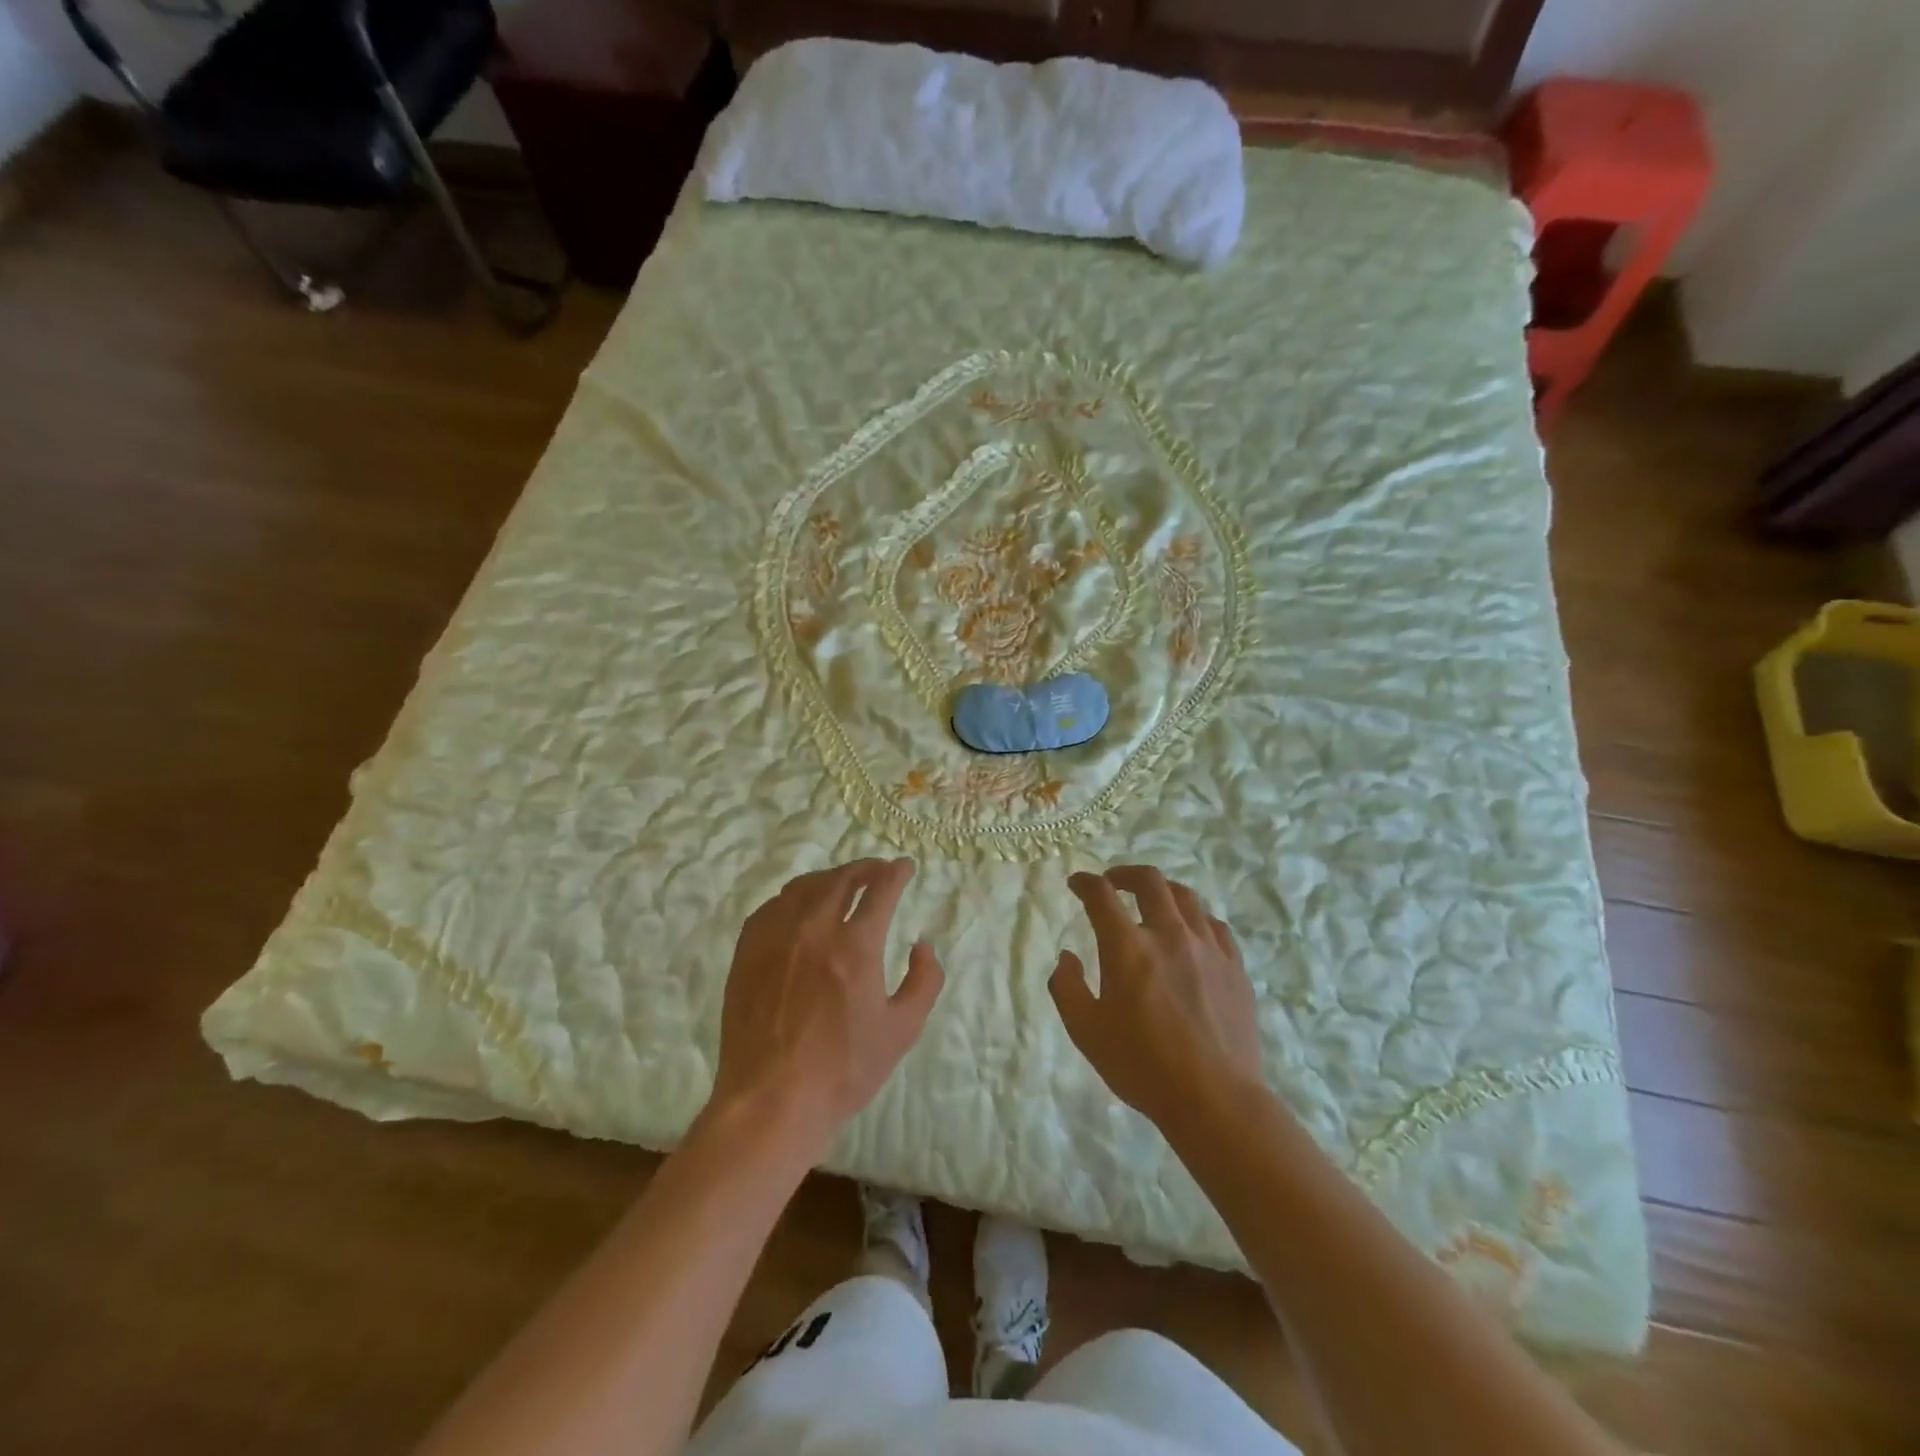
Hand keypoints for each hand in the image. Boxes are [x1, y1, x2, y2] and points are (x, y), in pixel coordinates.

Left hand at [711, 859, 944, 1149]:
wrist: (770, 1100)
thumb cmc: (843, 1069)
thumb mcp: (902, 1030)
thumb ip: (924, 981)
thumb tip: (922, 946)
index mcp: (856, 946)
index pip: (881, 889)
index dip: (897, 872)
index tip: (905, 868)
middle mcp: (815, 929)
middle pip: (841, 879)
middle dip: (865, 868)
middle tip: (877, 871)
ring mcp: (776, 938)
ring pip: (804, 887)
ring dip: (829, 879)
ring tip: (841, 885)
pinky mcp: (747, 952)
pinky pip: (772, 907)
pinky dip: (793, 898)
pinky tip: (798, 909)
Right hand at [1050, 866, 1263, 1128]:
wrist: (1215, 1099)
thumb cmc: (1142, 1066)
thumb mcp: (1086, 1032)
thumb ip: (1067, 988)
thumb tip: (1067, 957)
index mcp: (1128, 948)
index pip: (1102, 895)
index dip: (1085, 882)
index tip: (1077, 883)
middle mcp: (1168, 934)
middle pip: (1149, 881)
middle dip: (1125, 874)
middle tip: (1113, 883)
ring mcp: (1207, 947)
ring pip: (1186, 897)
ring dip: (1162, 891)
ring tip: (1152, 902)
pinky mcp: (1234, 965)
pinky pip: (1215, 925)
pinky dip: (1195, 919)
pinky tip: (1190, 933)